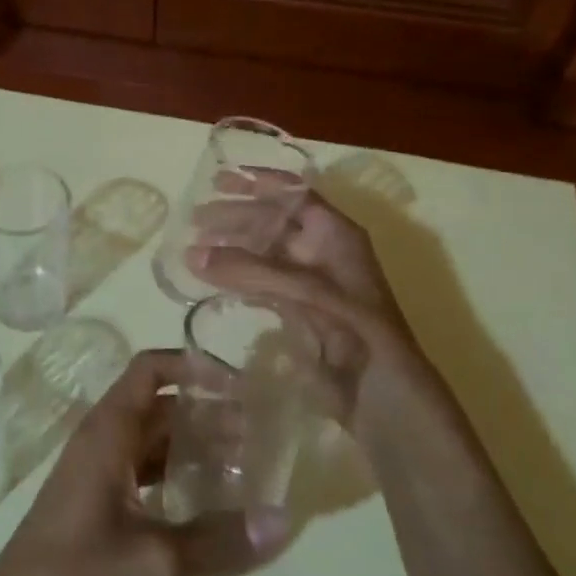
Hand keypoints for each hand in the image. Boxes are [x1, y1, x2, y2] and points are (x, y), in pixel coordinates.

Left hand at [0, 351, 290, 575]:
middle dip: (206, 413)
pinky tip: (209, 509)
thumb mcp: (155, 563)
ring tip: (246, 467)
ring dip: (193, 450)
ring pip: (150, 446)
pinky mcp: (94, 514)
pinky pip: (141, 479)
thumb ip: (218, 538)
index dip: (193, 367)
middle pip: (156, 408)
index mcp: (106, 435)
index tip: (242, 385)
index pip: (149, 371)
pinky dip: (175, 482)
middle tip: (260, 433)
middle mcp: (99, 446)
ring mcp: (94, 481)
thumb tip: (283, 519)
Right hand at [186, 173, 426, 428]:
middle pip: (273, 223)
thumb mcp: (308, 292)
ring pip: (263, 254)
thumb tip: (192, 254)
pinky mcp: (297, 313)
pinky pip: (261, 285)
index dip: (260, 183)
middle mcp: (322, 252)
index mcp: (336, 235)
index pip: (295, 196)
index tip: (219, 178)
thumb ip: (250, 270)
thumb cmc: (358, 331)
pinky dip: (236, 280)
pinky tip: (211, 281)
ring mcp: (309, 283)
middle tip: (194, 220)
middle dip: (235, 217)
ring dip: (231, 249)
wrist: (383, 396)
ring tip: (193, 249)